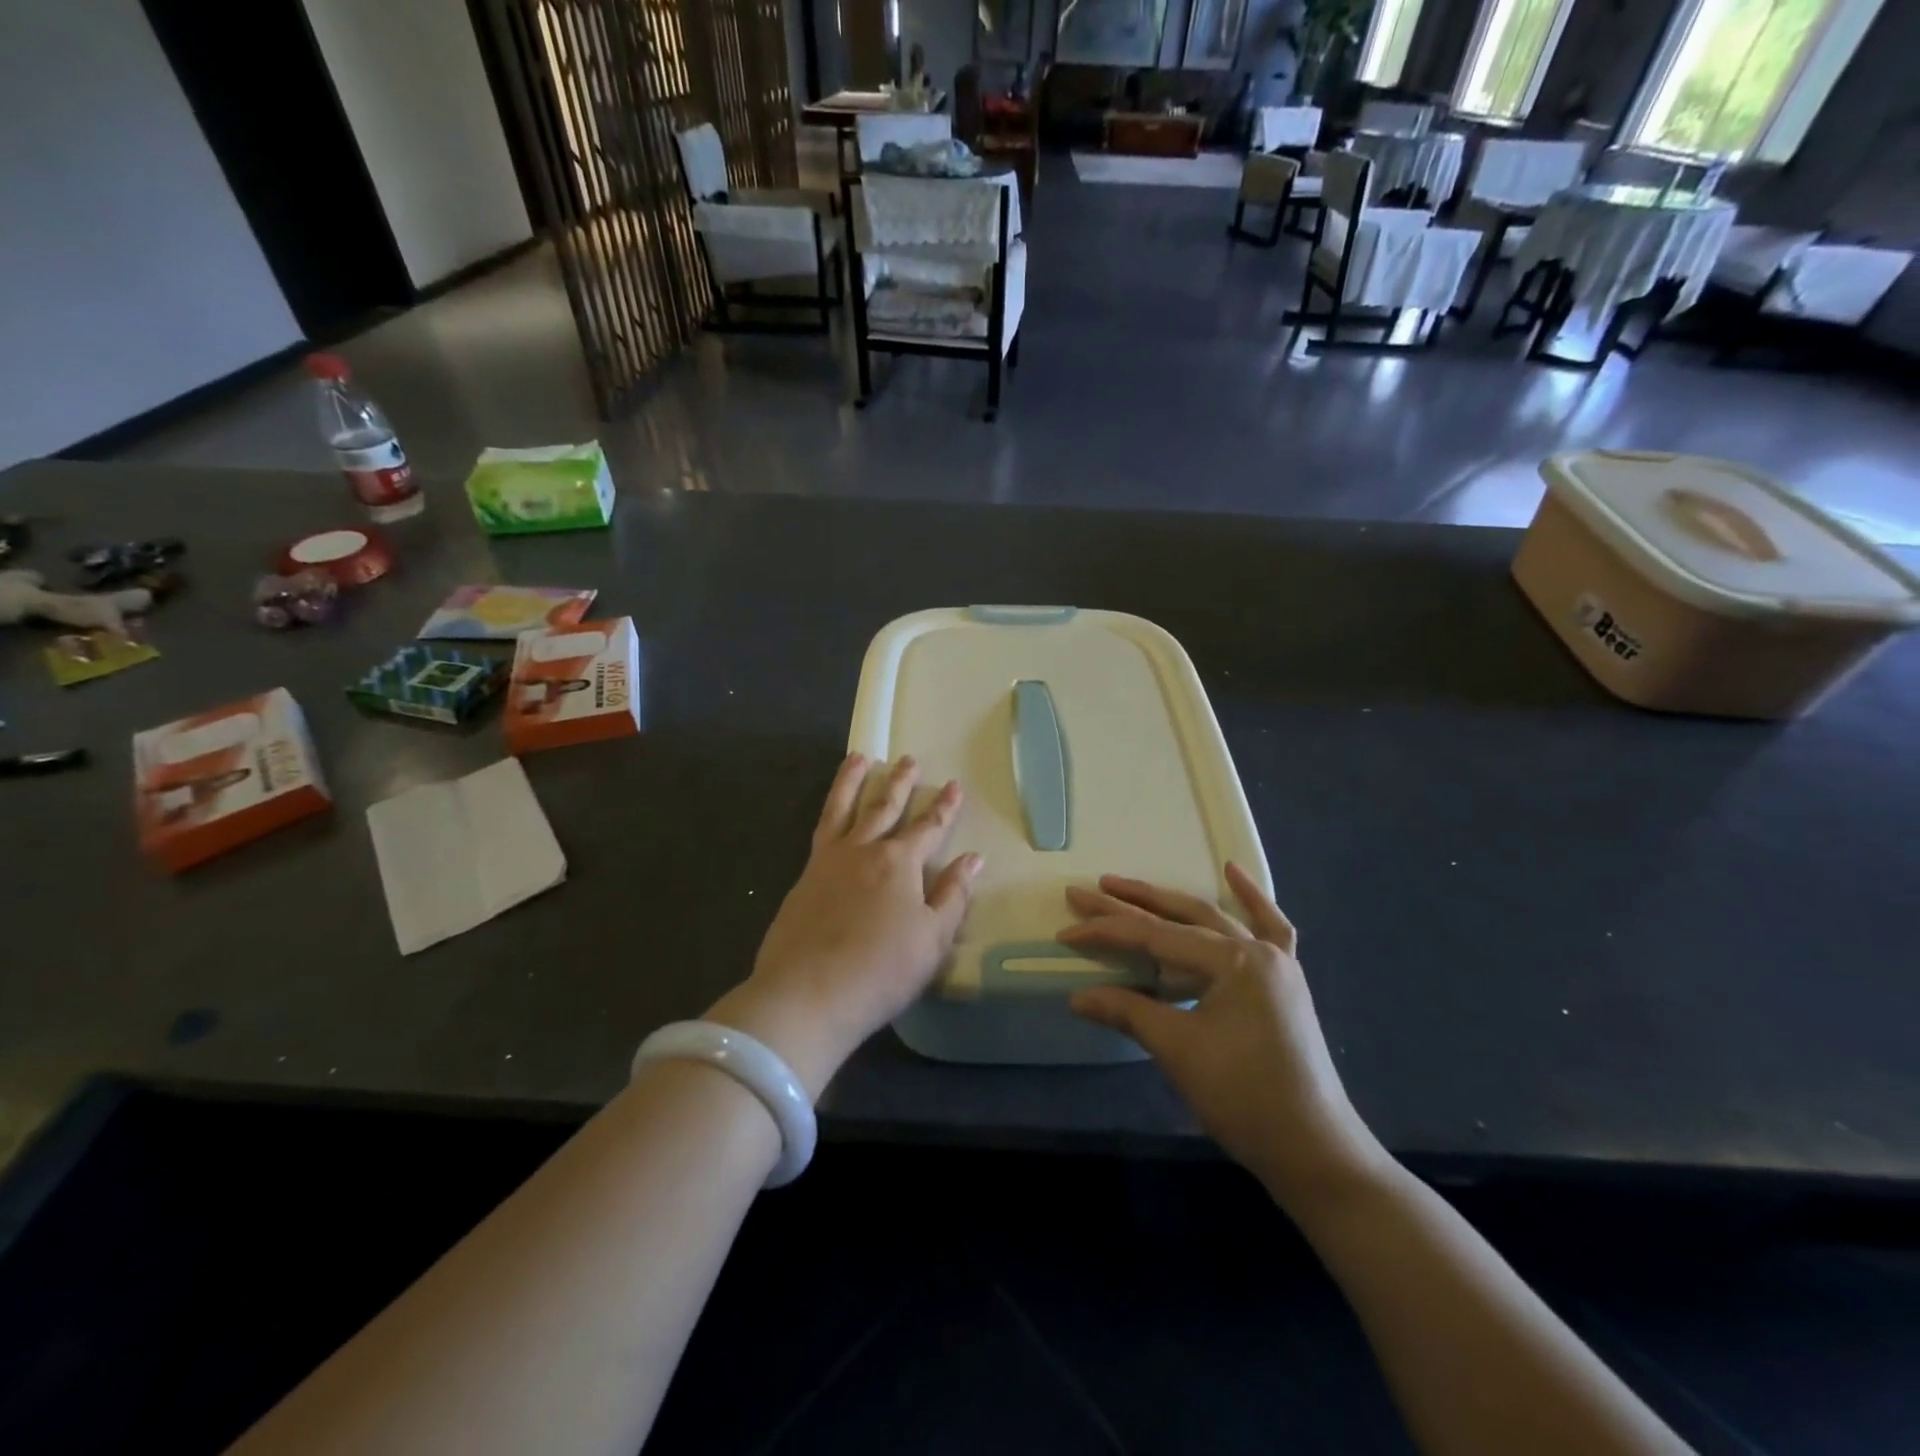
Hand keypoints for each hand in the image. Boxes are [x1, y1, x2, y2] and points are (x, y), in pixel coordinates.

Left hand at [708, 753, 982, 1099]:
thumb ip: (953, 895)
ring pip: (843, 808)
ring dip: (853, 781)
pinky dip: (829, 811)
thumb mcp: (932, 939)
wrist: (806, 994)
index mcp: (900, 863)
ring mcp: (829, 861)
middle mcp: (864, 851)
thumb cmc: (881, 970)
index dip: (944, 807)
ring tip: (859, 758)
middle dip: (900, 783)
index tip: (954, 785)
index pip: (929, 827)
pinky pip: (821, 830)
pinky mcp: (804, 878)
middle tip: (908, 760)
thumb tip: (973, 859)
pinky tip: (832, 813)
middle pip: (885, 808)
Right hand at [1061, 865, 1389, 1209]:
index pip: (1156, 937)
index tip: (1067, 930)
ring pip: (1216, 918)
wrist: (1314, 1150)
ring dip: (1171, 903)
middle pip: (1182, 917)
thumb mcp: (1179, 1050)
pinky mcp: (1283, 982)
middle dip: (1131, 904)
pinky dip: (1251, 900)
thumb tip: (1078, 997)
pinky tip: (1232, 873)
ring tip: (1129, 887)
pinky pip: (1270, 929)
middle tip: (1087, 891)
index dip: (1108, 932)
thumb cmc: (1244, 1097)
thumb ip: (1128, 1012)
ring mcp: (1275, 964)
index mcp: (1234, 961)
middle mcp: (1257, 950)